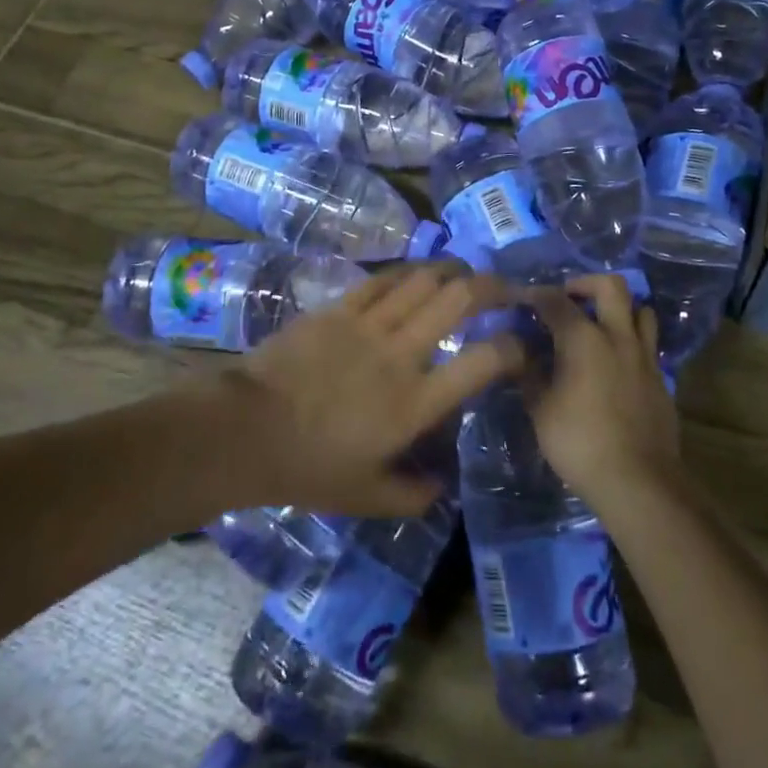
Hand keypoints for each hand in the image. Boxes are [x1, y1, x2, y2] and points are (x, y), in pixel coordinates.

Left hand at [215, 263, 522, 516]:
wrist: (245, 431)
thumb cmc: (309, 467)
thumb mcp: (367, 497)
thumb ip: (413, 495)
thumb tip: (443, 487)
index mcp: (416, 403)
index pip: (484, 362)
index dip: (514, 347)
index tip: (522, 344)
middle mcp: (402, 354)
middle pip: (459, 300)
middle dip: (492, 286)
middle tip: (506, 287)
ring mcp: (368, 325)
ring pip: (422, 279)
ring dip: (451, 271)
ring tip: (465, 272)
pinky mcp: (338, 309)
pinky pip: (381, 280)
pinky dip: (406, 272)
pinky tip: (416, 273)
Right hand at [525, 275, 678, 503]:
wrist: (637, 480)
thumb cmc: (579, 442)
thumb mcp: (540, 409)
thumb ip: (530, 374)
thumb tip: (521, 353)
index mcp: (583, 339)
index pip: (556, 301)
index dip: (536, 295)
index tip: (523, 299)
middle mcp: (618, 337)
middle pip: (610, 286)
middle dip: (586, 283)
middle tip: (568, 298)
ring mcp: (644, 357)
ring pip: (640, 310)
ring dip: (619, 309)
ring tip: (600, 325)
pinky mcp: (661, 379)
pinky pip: (649, 344)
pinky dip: (632, 341)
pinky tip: (616, 363)